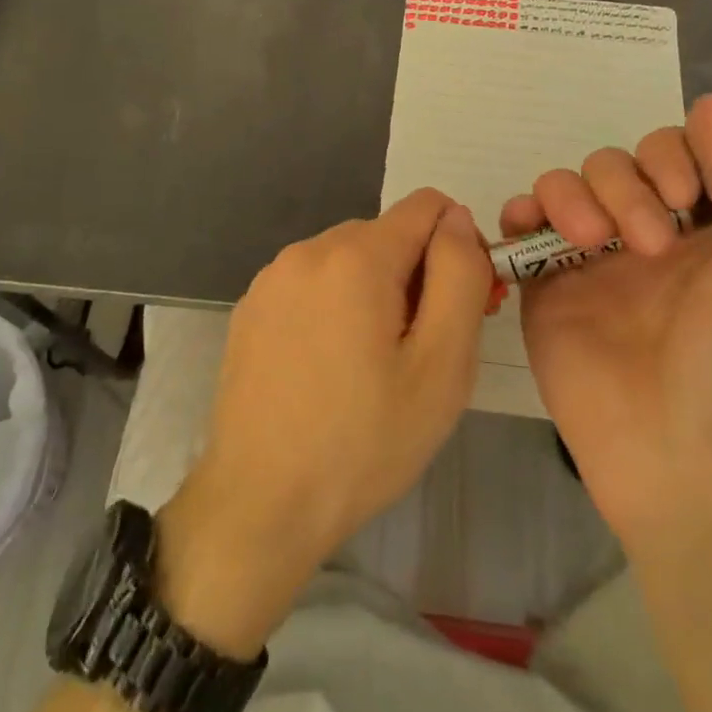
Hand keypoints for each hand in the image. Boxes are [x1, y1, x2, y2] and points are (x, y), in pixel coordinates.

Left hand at [155, 190, 494, 655]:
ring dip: (374, 291)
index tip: (461, 304)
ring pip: (349, 259)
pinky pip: (312, 283)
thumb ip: (460, 276)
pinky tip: (329, 368)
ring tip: (373, 366)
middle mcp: (309, 249)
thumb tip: (458, 219)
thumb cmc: (364, 440)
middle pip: (387, 234)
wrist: (260, 505)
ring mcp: (273, 277)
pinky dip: (334, 306)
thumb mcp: (441, 365)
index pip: (427, 206)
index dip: (457, 245)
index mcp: (357, 255)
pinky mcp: (251, 307)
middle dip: (415, 274)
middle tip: (422, 350)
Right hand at [504, 95, 711, 553]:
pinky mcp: (545, 284)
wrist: (684, 458)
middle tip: (646, 248)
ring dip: (574, 196)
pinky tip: (532, 230)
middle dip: (625, 187)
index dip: (669, 156)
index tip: (681, 199)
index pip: (672, 150)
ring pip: (565, 183)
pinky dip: (521, 212)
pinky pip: (521, 223)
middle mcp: (646, 233)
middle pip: (614, 161)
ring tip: (591, 245)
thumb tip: (707, 102)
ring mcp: (591, 259)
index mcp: (706, 227)